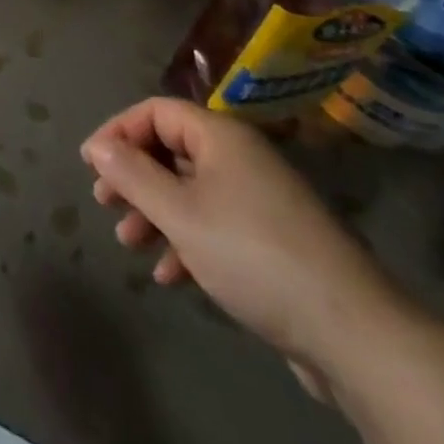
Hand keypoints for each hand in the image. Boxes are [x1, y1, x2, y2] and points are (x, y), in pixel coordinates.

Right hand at [81, 97, 400, 372]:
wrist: (352, 331)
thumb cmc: (252, 254)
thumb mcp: (180, 213)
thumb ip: (133, 175)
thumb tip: (98, 146)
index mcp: (220, 136)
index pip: (155, 112)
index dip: (118, 131)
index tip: (91, 164)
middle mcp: (239, 157)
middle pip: (171, 150)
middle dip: (134, 176)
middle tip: (105, 202)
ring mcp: (259, 199)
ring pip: (190, 192)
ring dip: (155, 213)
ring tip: (129, 243)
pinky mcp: (271, 240)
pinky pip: (215, 225)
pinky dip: (186, 241)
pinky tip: (169, 275)